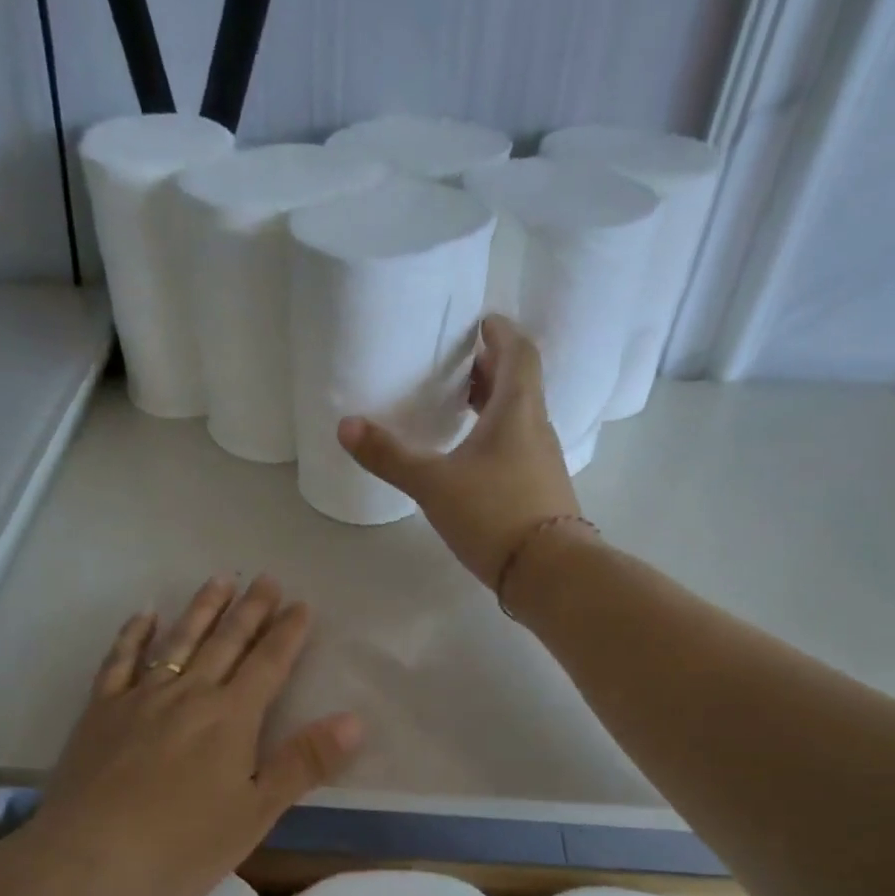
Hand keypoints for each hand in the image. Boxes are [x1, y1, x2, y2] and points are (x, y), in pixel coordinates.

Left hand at [14, 575, 361, 895]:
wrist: (90, 860)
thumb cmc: (182, 845)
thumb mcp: (256, 813)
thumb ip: (303, 763)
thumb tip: (354, 720)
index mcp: (231, 718)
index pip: (268, 664)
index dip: (287, 633)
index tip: (301, 604)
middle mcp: (189, 695)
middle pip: (225, 642)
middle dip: (250, 609)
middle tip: (266, 578)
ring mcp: (140, 698)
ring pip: (178, 641)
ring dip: (202, 609)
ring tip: (219, 579)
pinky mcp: (101, 711)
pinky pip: (119, 660)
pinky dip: (134, 634)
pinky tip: (144, 615)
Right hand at [337, 314, 582, 587]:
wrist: (549, 572)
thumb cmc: (493, 514)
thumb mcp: (434, 484)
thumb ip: (390, 456)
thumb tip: (345, 426)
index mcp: (517, 409)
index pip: (518, 352)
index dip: (500, 332)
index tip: (480, 323)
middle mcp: (536, 428)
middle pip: (518, 384)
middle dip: (490, 369)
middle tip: (458, 365)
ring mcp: (542, 462)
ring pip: (518, 418)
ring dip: (492, 405)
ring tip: (459, 409)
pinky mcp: (541, 492)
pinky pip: (518, 449)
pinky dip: (496, 439)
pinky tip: (471, 462)